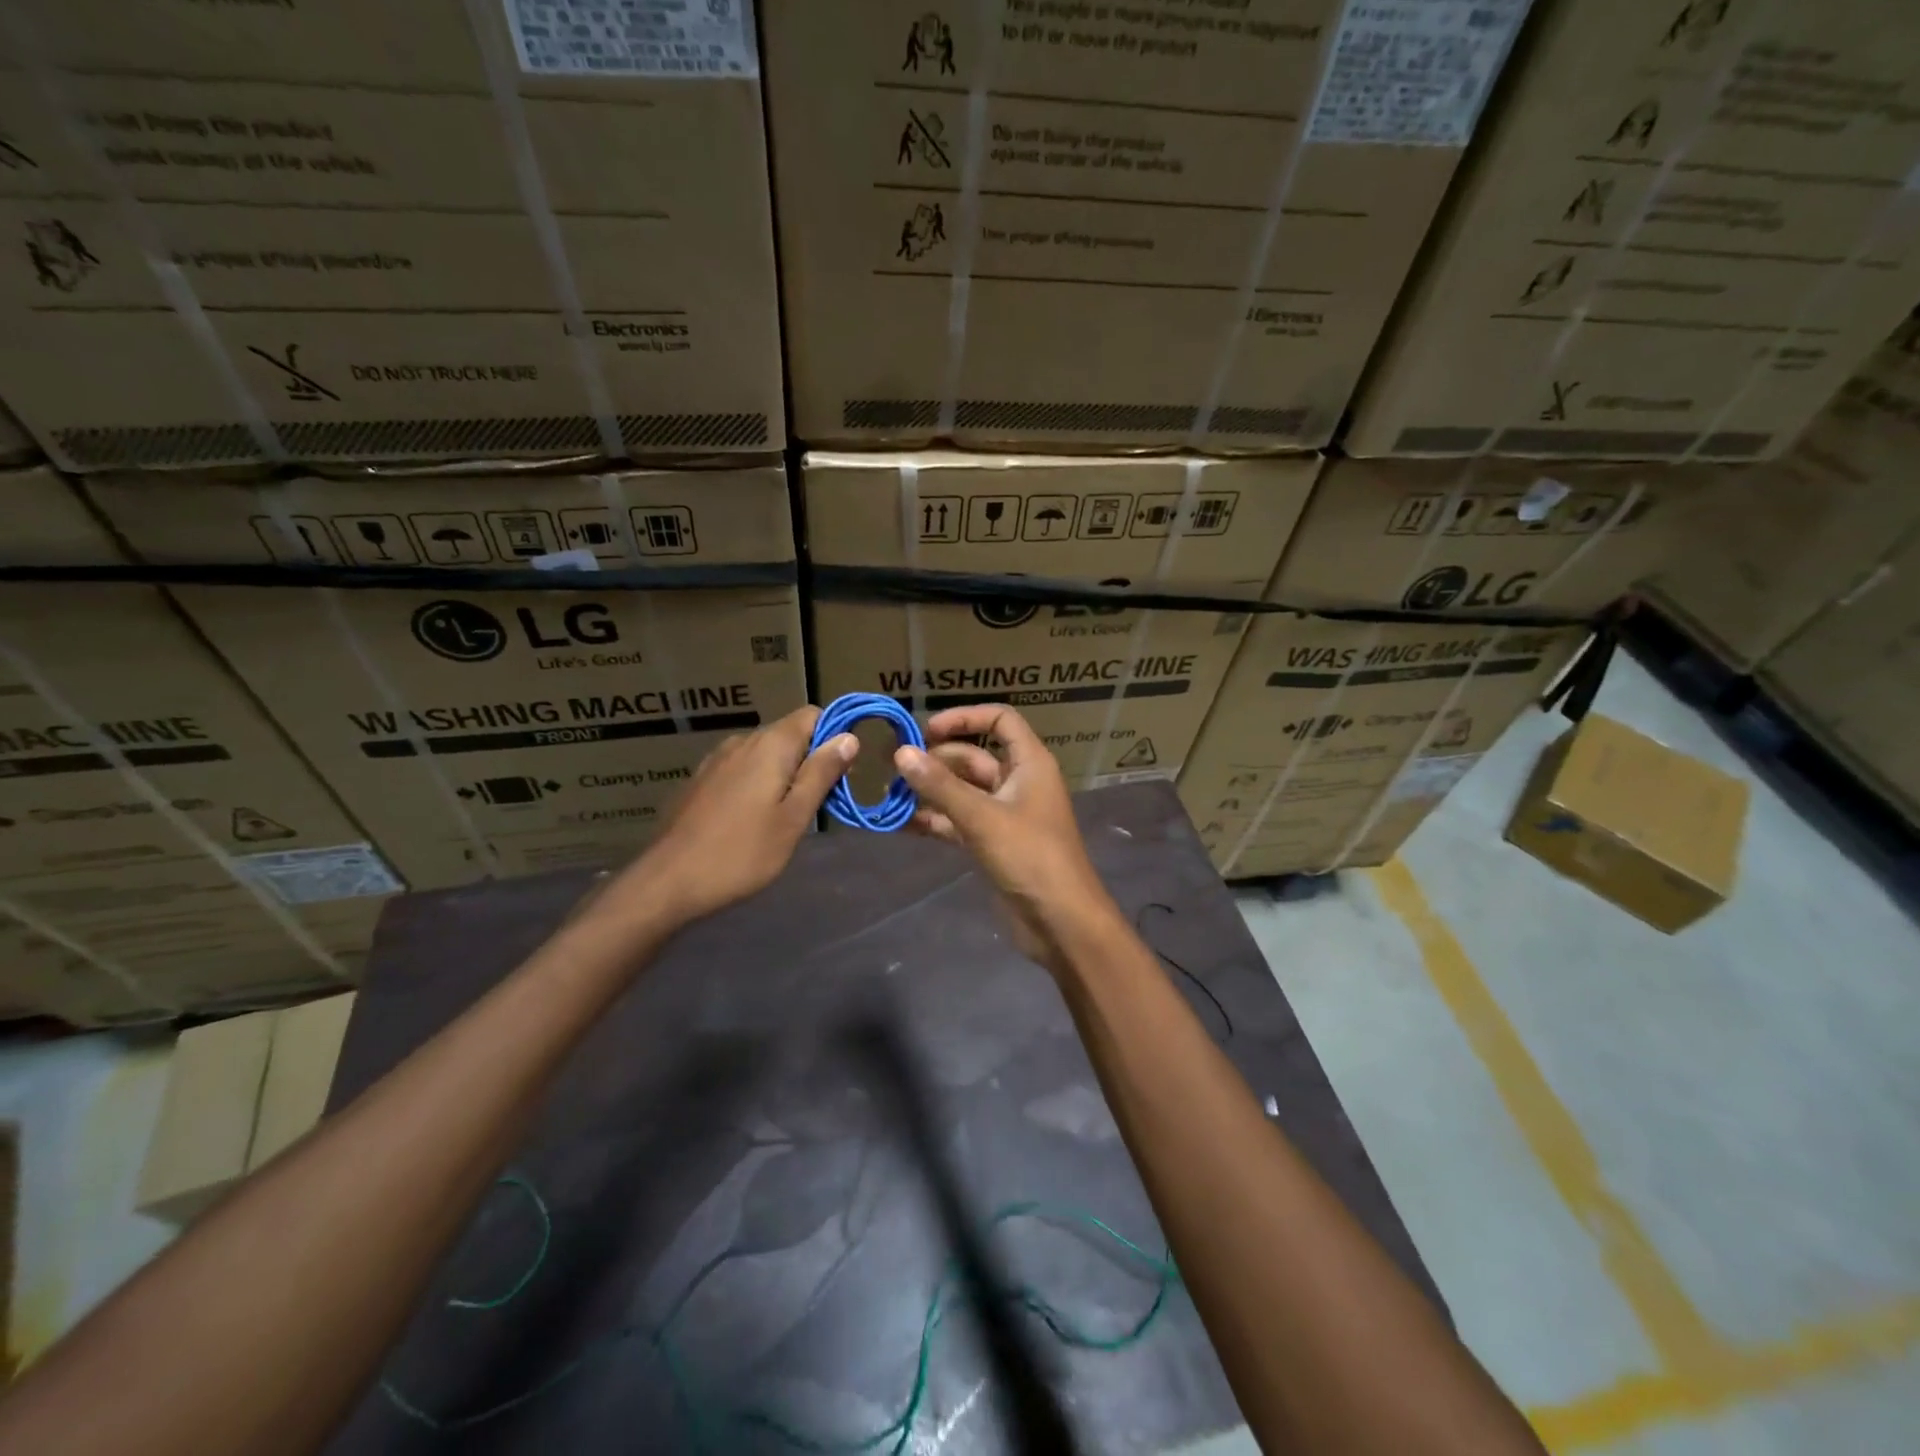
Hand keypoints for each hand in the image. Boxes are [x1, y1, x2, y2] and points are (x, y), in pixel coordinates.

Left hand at [597, 706, 856, 930]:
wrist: (668, 880)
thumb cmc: (742, 852)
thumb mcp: (794, 817)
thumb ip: (821, 773)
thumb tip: (849, 737)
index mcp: (770, 744)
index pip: (813, 714)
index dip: (834, 736)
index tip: (842, 772)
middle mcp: (742, 741)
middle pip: (789, 733)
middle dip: (810, 759)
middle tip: (819, 803)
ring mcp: (716, 759)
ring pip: (764, 753)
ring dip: (783, 773)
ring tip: (786, 815)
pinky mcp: (700, 780)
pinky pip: (741, 769)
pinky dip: (757, 783)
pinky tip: (751, 819)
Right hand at [894, 704, 1122, 972]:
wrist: (1061, 922)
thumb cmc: (1030, 857)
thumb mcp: (982, 817)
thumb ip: (940, 785)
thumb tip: (901, 753)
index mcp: (1029, 763)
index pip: (1000, 720)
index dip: (964, 717)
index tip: (926, 731)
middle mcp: (1018, 782)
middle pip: (973, 757)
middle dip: (936, 760)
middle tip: (893, 767)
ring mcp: (1005, 814)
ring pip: (962, 791)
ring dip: (930, 791)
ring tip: (890, 795)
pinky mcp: (993, 844)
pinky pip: (959, 821)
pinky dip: (935, 820)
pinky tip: (902, 824)